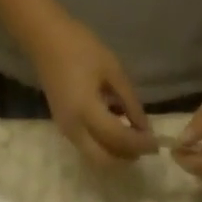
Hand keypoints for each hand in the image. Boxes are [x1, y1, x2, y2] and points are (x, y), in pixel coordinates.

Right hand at [30, 17, 158, 167]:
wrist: (45, 40)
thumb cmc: (81, 48)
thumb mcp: (113, 71)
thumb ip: (130, 102)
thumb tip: (145, 128)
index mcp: (86, 110)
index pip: (117, 138)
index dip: (139, 143)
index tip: (157, 143)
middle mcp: (74, 128)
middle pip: (104, 160)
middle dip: (126, 158)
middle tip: (143, 147)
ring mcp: (67, 131)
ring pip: (95, 158)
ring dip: (116, 155)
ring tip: (133, 139)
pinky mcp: (64, 129)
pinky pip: (88, 148)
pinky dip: (105, 147)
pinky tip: (117, 131)